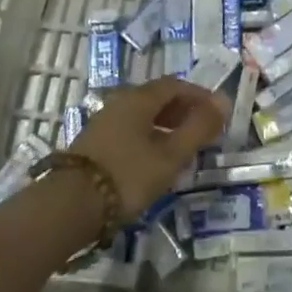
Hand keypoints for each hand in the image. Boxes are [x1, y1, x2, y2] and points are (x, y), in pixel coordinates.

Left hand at [70, 78, 228, 214]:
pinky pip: (130, 130)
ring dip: (166, 125)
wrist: (68, 207)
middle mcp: (120, 102)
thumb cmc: (127, 176)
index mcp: (139, 99)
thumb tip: (223, 102)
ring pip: (143, 115)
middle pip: (158, 98)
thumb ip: (199, 128)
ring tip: (182, 148)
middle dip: (184, 110)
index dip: (199, 96)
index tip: (217, 114)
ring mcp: (104, 122)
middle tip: (203, 131)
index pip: (176, 84)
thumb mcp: (171, 155)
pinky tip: (155, 160)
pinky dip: (149, 137)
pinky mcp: (94, 143)